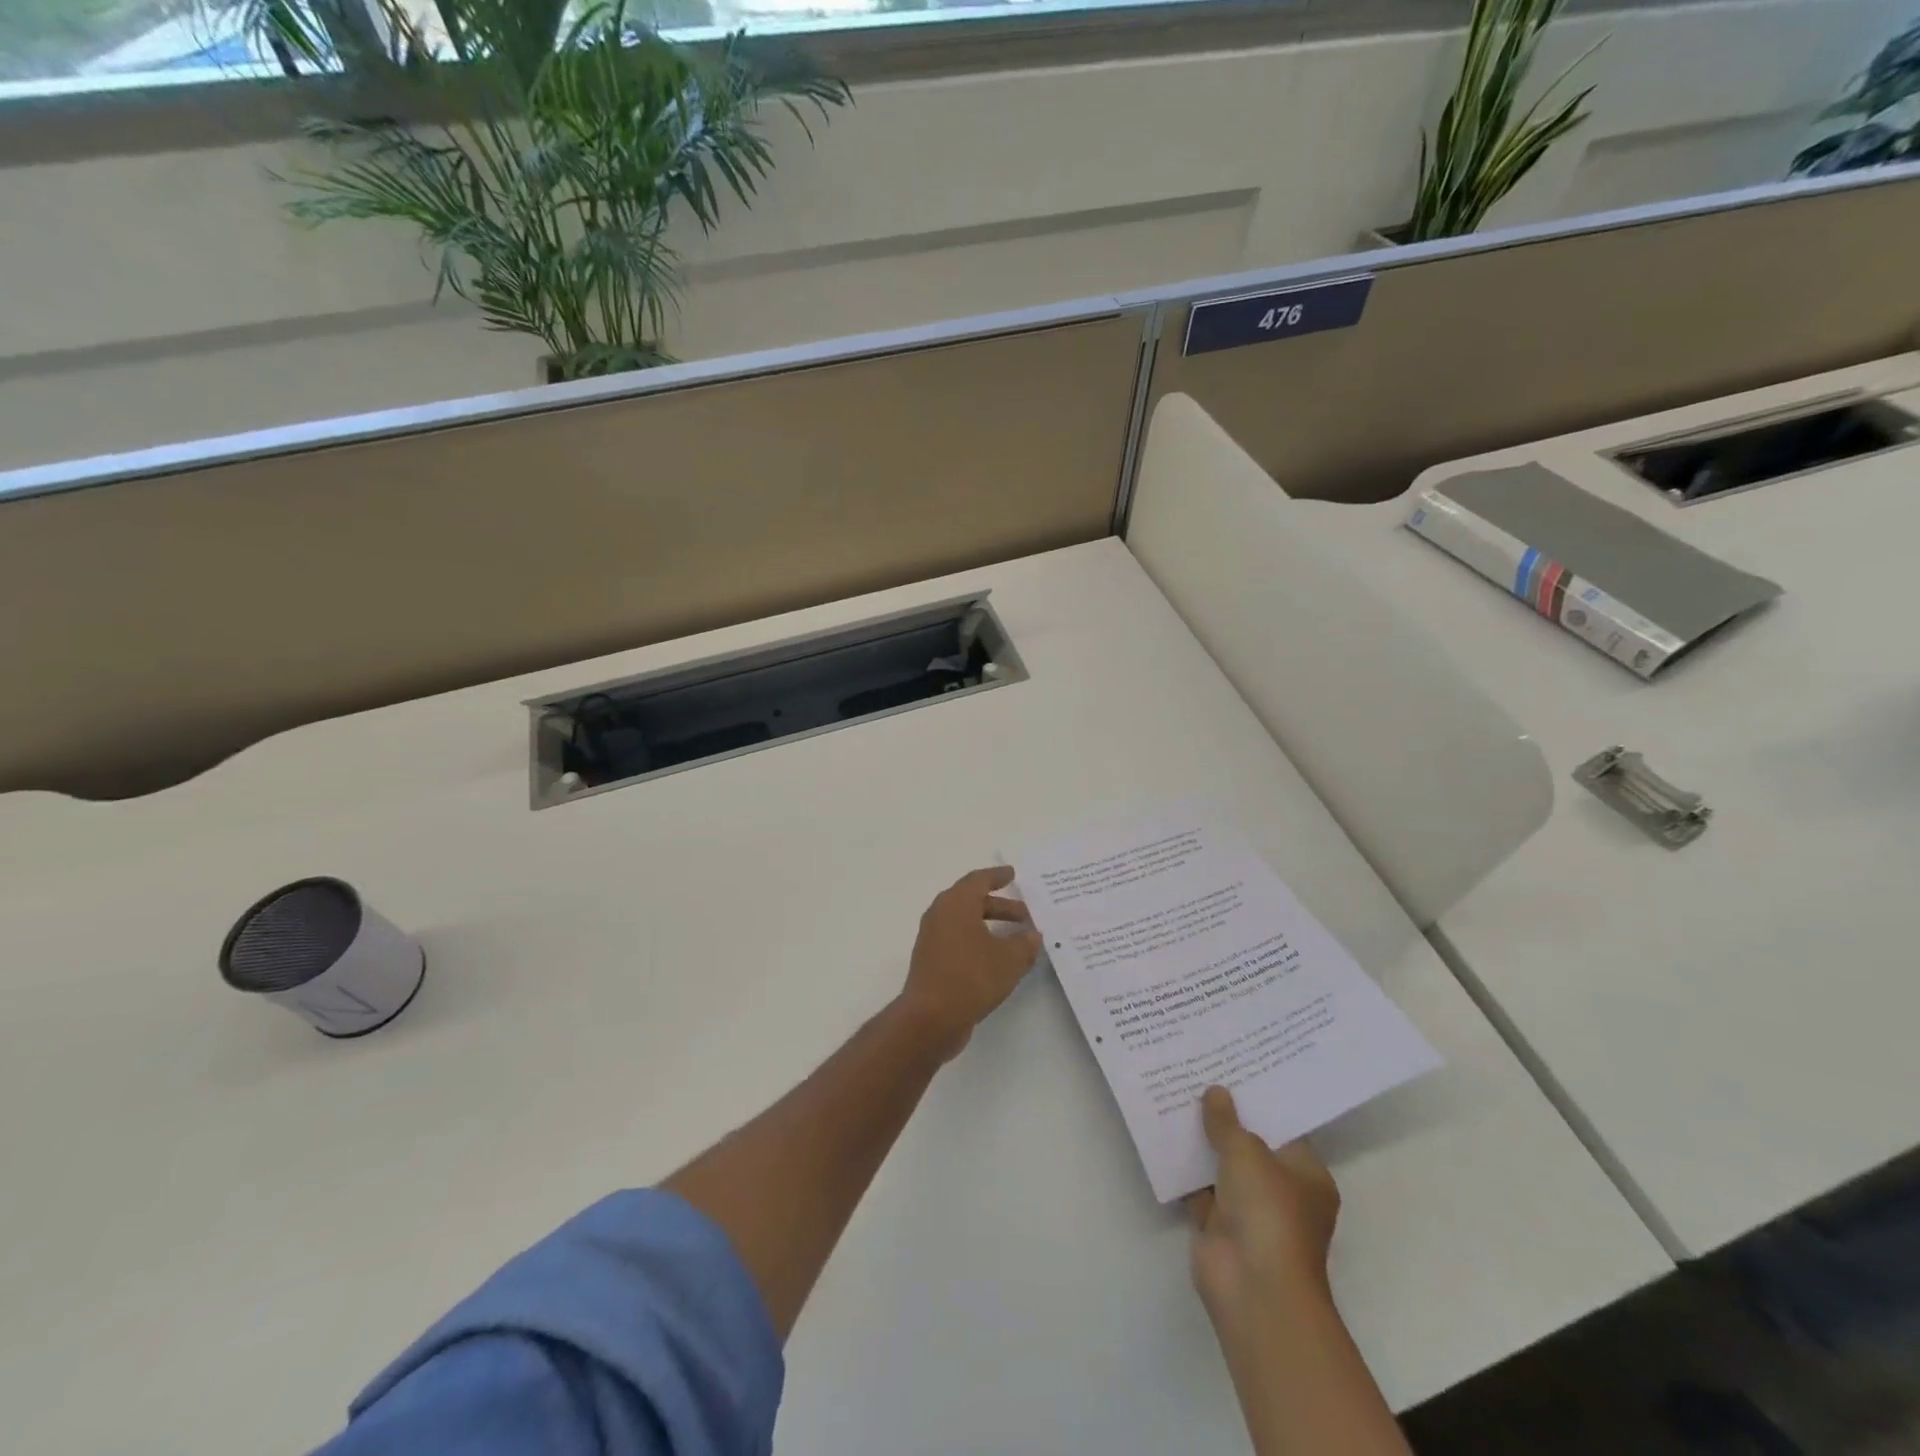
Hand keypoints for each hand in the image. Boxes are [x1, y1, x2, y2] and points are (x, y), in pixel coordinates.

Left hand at [899, 867, 1041, 1058]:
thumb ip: (1024, 944)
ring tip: (1016, 939)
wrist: (930, 1018)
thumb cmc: (971, 978)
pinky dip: (978, 941)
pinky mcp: (931, 960)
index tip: (1012, 874)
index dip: (997, 876)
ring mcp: (932, 938)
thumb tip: (1032, 935)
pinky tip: (997, 959)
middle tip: (1025, 914)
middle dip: (1000, 905)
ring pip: (965, 922)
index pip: (978, 880)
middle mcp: (940, 914)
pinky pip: (958, 940)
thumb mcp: (1009, 960)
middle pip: (972, 901)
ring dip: (990, 925)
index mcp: (956, 904)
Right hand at [1188, 1085, 1341, 1327]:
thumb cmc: (1268, 1212)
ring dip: (1202, 1142)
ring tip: (1177, 1095)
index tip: (1235, 1069)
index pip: (1284, 1129)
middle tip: (1201, 1075)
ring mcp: (1249, 1212)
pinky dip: (1184, 1168)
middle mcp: (1282, 1193)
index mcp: (1306, 1175)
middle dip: (1226, 1118)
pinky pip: (1199, 1187)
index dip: (1260, 1101)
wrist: (1252, 1287)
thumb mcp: (1247, 1152)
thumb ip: (1227, 1121)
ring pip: (1222, 1166)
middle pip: (1251, 1146)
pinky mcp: (1219, 1226)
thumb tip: (1215, 1092)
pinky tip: (1164, 1135)